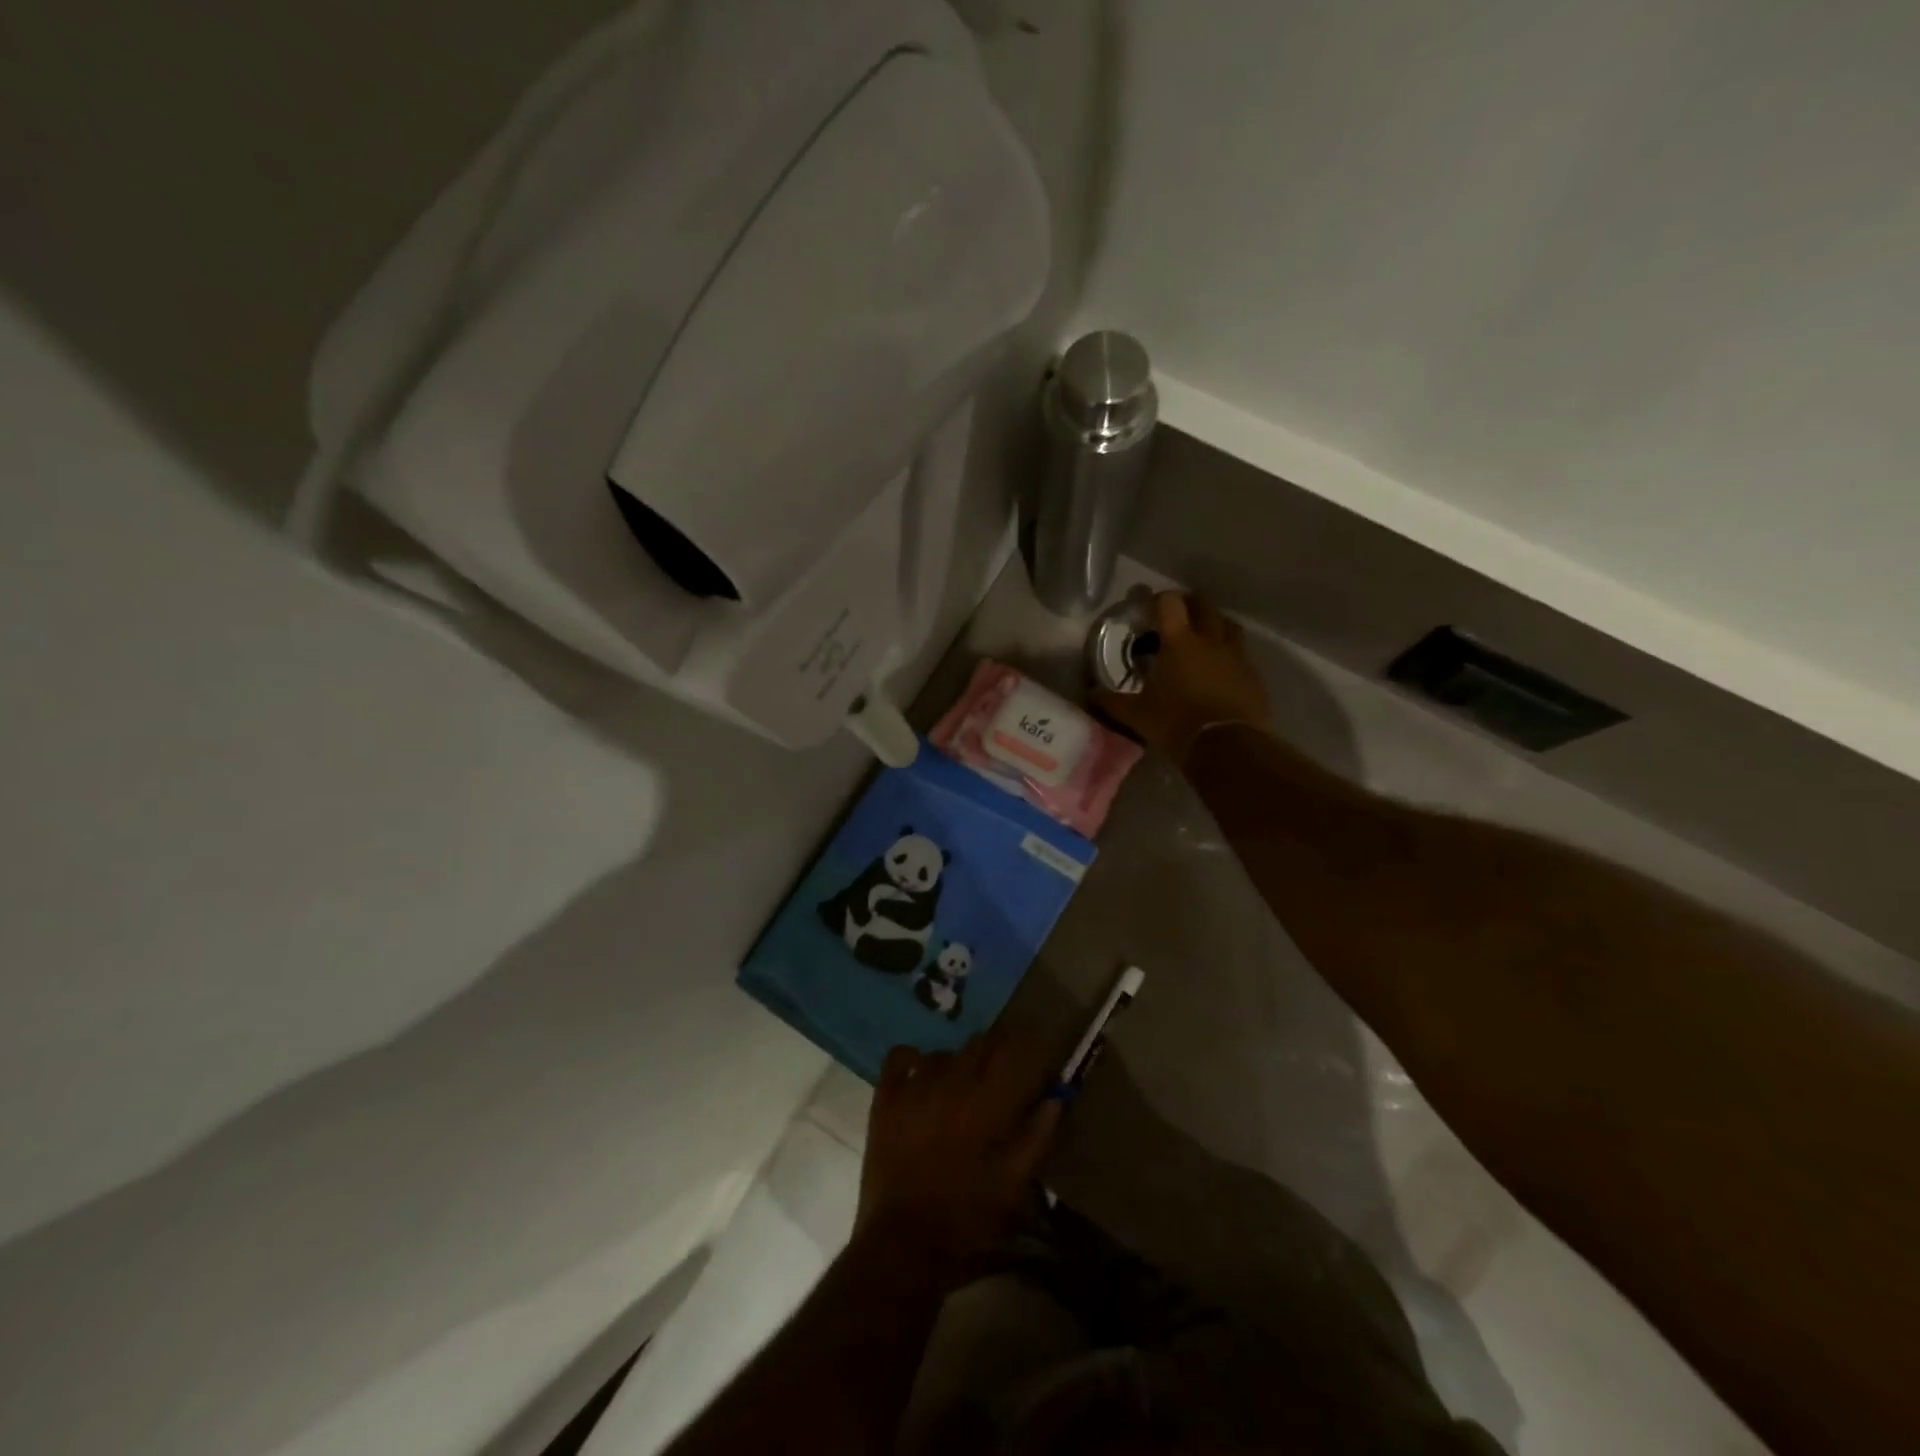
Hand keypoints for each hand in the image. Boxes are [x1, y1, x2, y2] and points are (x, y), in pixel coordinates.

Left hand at [857, 1032, 1060, 1273]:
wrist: (904, 1243)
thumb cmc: (966, 1217)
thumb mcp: (1012, 1183)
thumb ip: (1036, 1137)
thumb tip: (1055, 1099)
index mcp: (986, 1103)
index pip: (1011, 1052)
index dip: (1024, 1046)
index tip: (1031, 1053)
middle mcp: (952, 1084)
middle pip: (978, 1045)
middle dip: (993, 1052)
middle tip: (998, 1073)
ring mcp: (914, 1088)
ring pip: (942, 1053)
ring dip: (955, 1061)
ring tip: (959, 1082)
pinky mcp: (886, 1100)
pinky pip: (898, 1057)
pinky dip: (911, 1057)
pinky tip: (918, 1071)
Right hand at [1094, 591, 1271, 760]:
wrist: (1227, 747)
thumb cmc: (1176, 724)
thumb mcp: (1137, 715)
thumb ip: (1113, 701)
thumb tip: (1092, 694)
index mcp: (1179, 643)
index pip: (1170, 604)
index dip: (1158, 599)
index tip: (1148, 606)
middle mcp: (1210, 641)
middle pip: (1203, 606)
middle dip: (1189, 604)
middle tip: (1177, 613)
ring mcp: (1236, 656)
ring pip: (1228, 625)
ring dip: (1214, 623)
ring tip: (1203, 634)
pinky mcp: (1252, 675)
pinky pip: (1241, 654)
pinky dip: (1229, 653)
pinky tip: (1220, 668)